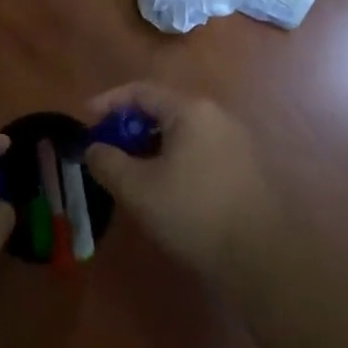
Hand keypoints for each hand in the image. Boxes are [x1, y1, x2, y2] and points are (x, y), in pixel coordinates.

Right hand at [83, 83, 275, 278]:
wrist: (261, 256)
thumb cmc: (193, 212)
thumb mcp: (137, 188)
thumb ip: (107, 162)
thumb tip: (94, 149)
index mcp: (190, 110)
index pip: (141, 91)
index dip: (108, 103)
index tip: (86, 121)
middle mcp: (215, 115)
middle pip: (162, 109)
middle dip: (129, 127)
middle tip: (107, 150)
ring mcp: (234, 141)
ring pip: (181, 132)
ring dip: (151, 146)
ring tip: (132, 173)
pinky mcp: (244, 168)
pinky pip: (198, 150)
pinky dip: (173, 159)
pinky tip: (164, 189)